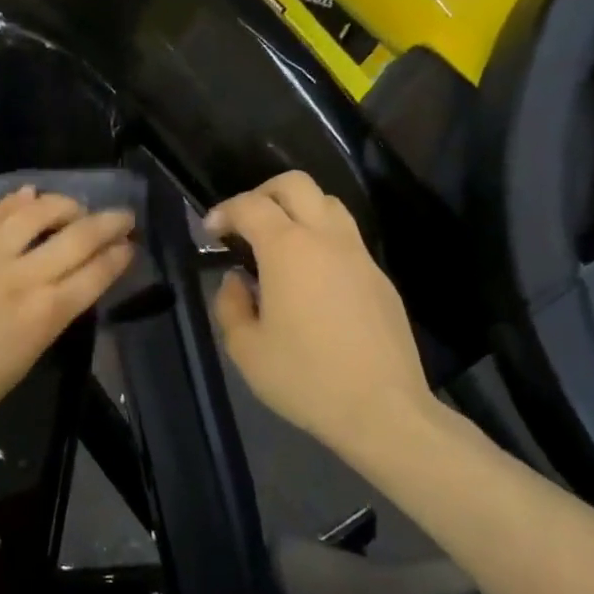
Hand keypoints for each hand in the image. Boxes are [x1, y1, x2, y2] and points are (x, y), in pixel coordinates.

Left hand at [0, 188, 134, 454]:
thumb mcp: (23, 358)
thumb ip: (48, 315)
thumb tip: (65, 284)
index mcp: (45, 316)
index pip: (97, 273)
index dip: (119, 255)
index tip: (129, 246)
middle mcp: (21, 277)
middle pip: (78, 236)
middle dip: (109, 222)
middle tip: (122, 216)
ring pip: (35, 212)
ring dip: (64, 204)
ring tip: (73, 205)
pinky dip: (14, 201)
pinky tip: (28, 195)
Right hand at [207, 172, 436, 460]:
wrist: (382, 409)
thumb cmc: (305, 378)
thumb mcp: (246, 349)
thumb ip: (230, 304)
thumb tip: (236, 280)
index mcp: (288, 249)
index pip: (250, 206)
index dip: (224, 211)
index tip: (210, 231)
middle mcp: (326, 239)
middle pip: (295, 184)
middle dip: (263, 193)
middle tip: (245, 223)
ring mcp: (359, 255)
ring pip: (329, 203)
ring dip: (298, 209)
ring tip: (279, 243)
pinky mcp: (379, 277)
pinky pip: (347, 238)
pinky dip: (322, 238)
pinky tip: (311, 277)